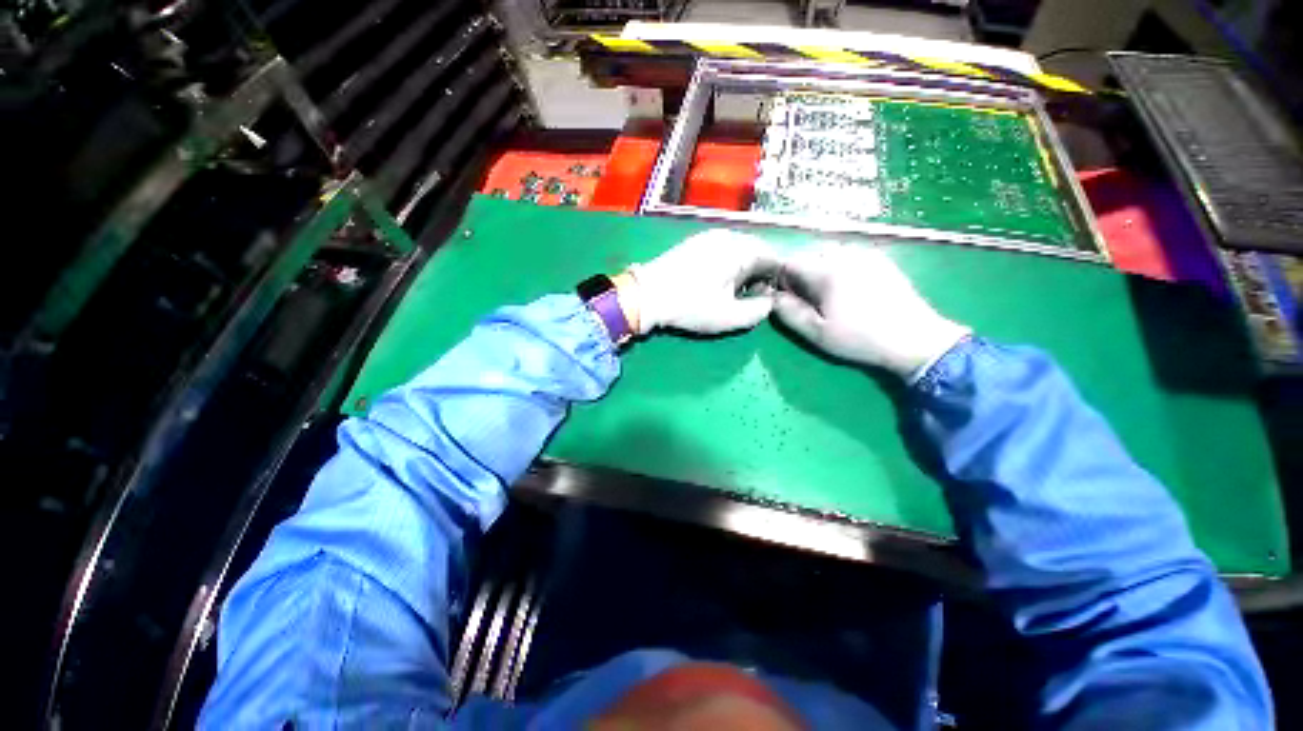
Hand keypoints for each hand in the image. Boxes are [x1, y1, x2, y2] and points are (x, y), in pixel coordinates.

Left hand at [628, 230, 781, 334]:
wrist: (647, 295)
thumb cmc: (691, 306)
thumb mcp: (729, 317)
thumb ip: (758, 310)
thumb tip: (769, 301)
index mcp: (741, 250)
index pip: (774, 257)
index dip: (778, 278)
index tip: (773, 297)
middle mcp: (728, 235)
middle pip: (757, 251)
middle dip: (760, 274)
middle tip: (753, 297)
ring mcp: (709, 235)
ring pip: (739, 250)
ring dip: (744, 269)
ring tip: (735, 292)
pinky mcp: (695, 242)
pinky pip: (723, 249)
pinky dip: (729, 264)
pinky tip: (718, 282)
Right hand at [773, 243, 969, 377]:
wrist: (914, 339)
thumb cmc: (860, 339)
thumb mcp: (817, 333)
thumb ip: (788, 313)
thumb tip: (772, 297)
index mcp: (828, 271)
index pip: (790, 262)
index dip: (780, 279)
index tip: (785, 297)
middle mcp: (846, 254)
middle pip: (808, 253)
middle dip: (800, 273)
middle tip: (805, 298)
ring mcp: (866, 253)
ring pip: (827, 252)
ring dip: (818, 268)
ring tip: (826, 294)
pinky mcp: (880, 258)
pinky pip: (847, 254)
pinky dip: (837, 265)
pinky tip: (847, 288)